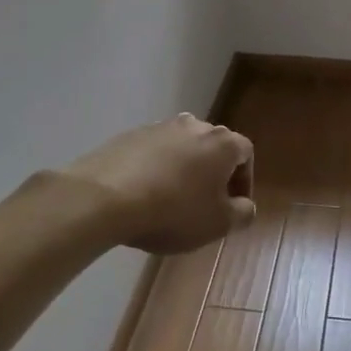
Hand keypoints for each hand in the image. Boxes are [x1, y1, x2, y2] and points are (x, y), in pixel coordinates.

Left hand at [62, 114, 255, 254]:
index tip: (233, 206)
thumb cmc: (173, 211)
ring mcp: (159, 127)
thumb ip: (242, 214)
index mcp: (222, 143)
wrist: (105, 197)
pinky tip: (143, 195)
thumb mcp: (218, 224)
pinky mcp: (129, 136)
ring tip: (171, 199)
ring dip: (183, 169)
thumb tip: (245, 206)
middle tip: (204, 203)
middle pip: (213, 147)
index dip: (244, 180)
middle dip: (213, 173)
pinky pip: (153, 152)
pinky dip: (155, 169)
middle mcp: (194, 126)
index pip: (245, 153)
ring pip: (182, 147)